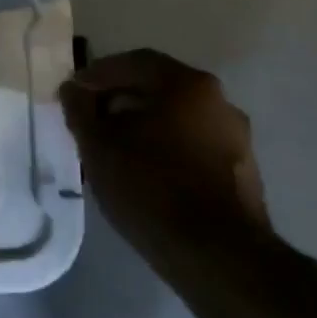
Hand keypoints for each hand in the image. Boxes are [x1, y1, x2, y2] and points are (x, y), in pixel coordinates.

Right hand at [59, 49, 268, 258]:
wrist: (216, 256)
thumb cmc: (149, 186)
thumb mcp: (97, 145)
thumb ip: (80, 109)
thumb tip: (73, 89)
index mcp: (187, 85)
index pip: (134, 62)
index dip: (98, 74)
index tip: (73, 92)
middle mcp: (220, 102)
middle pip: (158, 88)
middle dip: (120, 99)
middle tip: (90, 119)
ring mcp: (237, 138)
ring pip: (177, 118)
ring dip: (143, 125)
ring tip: (113, 148)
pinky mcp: (243, 172)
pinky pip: (193, 145)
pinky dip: (165, 148)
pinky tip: (144, 171)